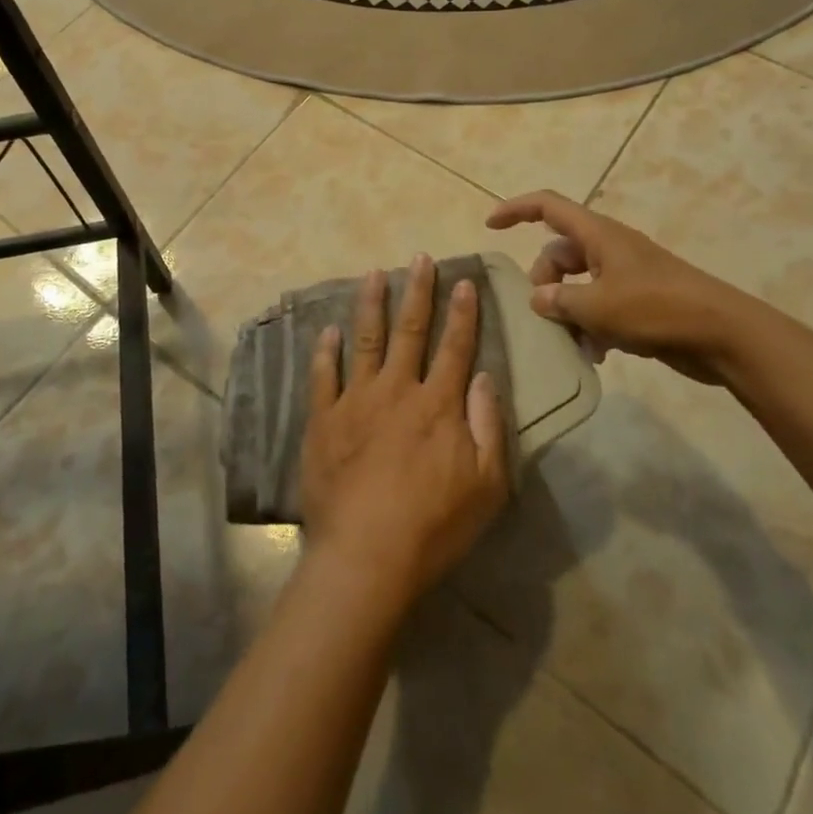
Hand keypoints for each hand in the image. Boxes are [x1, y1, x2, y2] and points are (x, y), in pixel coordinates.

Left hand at [299, 256, 510, 613]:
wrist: (366, 555)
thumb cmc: (434, 525)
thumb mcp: (487, 485)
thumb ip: (489, 425)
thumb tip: (484, 376)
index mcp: (438, 404)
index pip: (455, 346)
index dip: (462, 312)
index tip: (463, 281)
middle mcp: (397, 390)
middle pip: (410, 330)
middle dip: (418, 291)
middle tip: (420, 258)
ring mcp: (356, 401)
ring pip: (365, 339)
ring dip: (371, 303)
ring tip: (374, 273)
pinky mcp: (324, 419)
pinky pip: (323, 375)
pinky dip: (326, 350)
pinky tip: (328, 329)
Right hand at [486, 190, 762, 384]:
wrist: (723, 335)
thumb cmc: (656, 309)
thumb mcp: (598, 306)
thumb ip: (559, 300)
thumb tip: (538, 298)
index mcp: (598, 235)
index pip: (548, 206)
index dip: (516, 209)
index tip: (490, 225)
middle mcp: (608, 248)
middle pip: (558, 253)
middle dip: (544, 281)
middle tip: (545, 313)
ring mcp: (625, 275)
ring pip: (577, 284)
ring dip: (567, 310)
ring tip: (571, 341)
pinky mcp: (639, 302)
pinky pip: (599, 306)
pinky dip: (590, 325)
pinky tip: (594, 354)